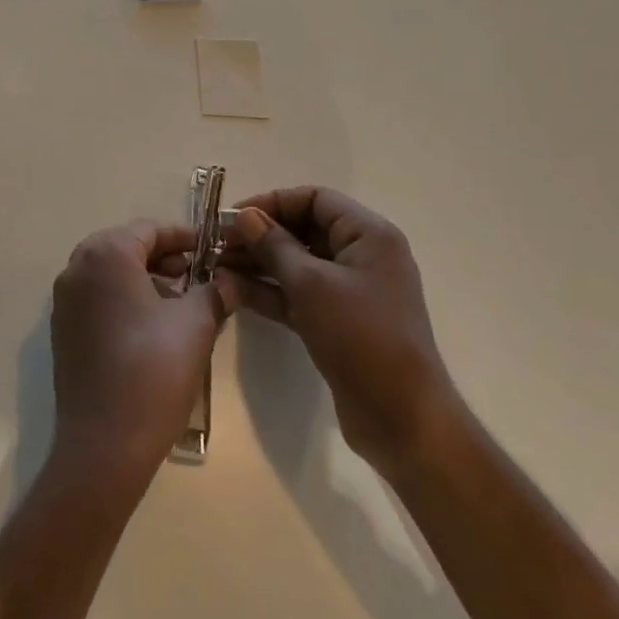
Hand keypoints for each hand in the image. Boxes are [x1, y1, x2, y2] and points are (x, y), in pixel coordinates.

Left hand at [49, 220, 236, 495]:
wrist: (104, 445)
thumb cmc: (153, 371)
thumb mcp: (195, 324)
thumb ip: (214, 290)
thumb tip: (229, 279)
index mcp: (106, 254)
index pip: (150, 229)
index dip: (186, 237)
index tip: (215, 250)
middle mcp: (77, 267)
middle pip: (128, 248)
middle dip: (166, 259)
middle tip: (201, 276)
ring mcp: (65, 300)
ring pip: (113, 274)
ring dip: (148, 280)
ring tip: (184, 303)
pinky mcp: (63, 329)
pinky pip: (99, 298)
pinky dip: (126, 300)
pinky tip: (155, 327)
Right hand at [222, 188, 457, 479]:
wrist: (402, 419)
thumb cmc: (361, 337)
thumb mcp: (311, 284)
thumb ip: (274, 245)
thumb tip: (245, 216)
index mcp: (368, 235)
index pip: (314, 199)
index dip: (272, 202)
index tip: (233, 216)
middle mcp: (361, 256)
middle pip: (303, 229)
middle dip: (259, 234)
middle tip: (217, 243)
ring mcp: (350, 291)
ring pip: (297, 264)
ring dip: (258, 263)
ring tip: (216, 265)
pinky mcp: (337, 321)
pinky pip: (298, 294)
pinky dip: (269, 290)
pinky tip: (232, 289)